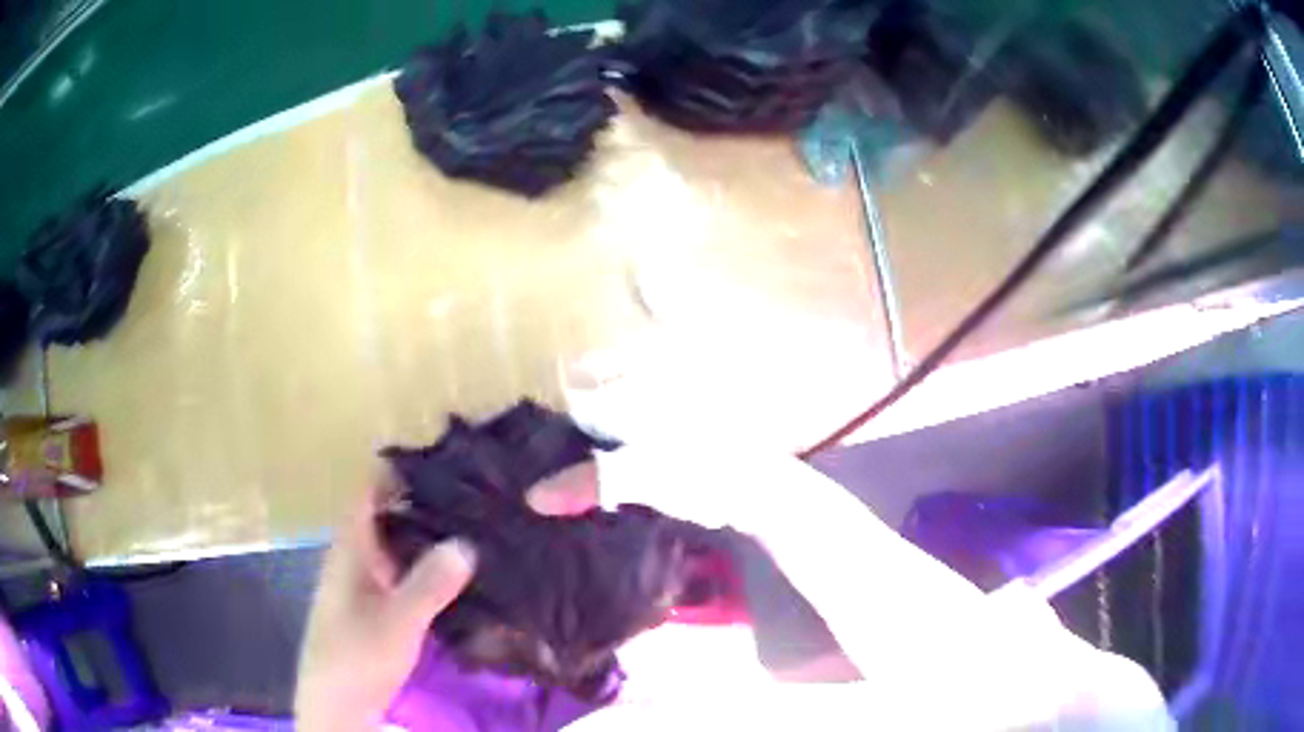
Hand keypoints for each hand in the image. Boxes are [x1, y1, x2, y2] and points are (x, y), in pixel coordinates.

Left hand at [296, 470, 475, 731]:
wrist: (336, 702)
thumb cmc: (357, 655)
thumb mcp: (398, 621)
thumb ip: (430, 583)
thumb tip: (466, 542)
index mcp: (350, 550)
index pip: (367, 493)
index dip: (395, 473)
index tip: (438, 460)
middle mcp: (353, 559)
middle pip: (384, 517)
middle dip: (419, 504)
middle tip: (469, 496)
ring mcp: (363, 585)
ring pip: (394, 548)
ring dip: (423, 537)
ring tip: (470, 530)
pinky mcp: (373, 609)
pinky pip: (399, 574)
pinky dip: (423, 567)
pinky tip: (453, 576)